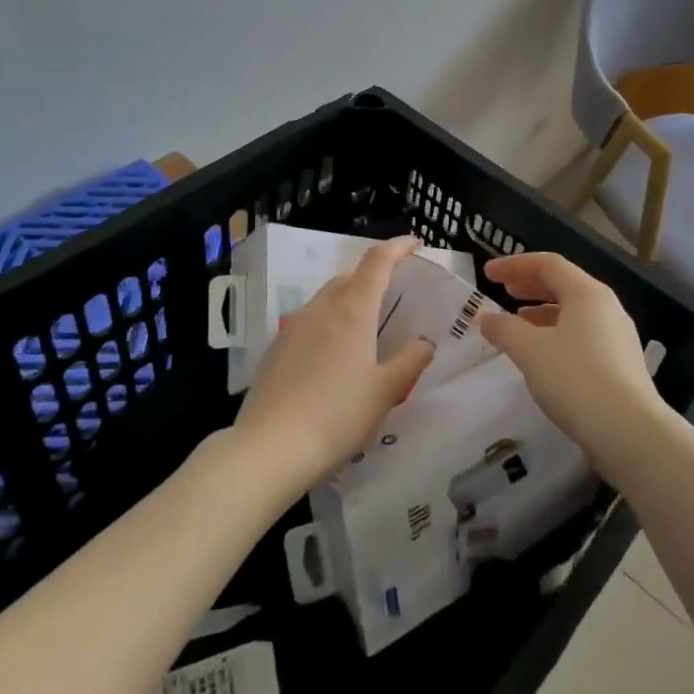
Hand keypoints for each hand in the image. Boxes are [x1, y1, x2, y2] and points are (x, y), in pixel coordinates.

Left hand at [234, 237, 432, 492]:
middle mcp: (322, 308)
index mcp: (353, 310)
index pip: (377, 262)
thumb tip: (424, 343)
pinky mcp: (276, 348)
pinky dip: (330, 321)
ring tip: (367, 323)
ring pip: (328, 297)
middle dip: (375, 275)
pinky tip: (334, 353)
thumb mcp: (385, 392)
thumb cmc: (337, 416)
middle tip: (396, 291)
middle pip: (351, 276)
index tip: (415, 244)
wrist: (269, 449)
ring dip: (350, 298)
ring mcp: (294, 326)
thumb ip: (410, 361)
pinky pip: (311, 320)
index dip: (398, 247)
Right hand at [480, 253, 671, 478]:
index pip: (547, 263)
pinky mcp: (620, 363)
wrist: (629, 432)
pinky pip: (582, 335)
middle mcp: (606, 306)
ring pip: (574, 311)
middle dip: (529, 284)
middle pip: (563, 284)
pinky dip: (556, 334)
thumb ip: (504, 329)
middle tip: (502, 290)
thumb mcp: (530, 351)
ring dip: (541, 311)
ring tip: (517, 323)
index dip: (514, 264)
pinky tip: (542, 355)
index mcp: (587, 293)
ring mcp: (617, 335)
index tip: (488, 272)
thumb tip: (486, 318)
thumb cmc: (575, 379)